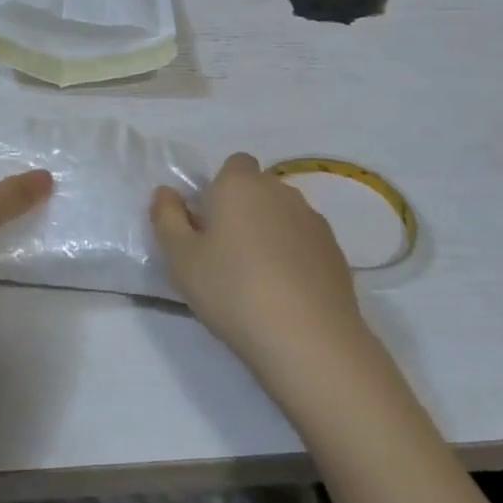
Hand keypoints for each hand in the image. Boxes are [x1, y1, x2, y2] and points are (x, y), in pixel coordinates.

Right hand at [152, 154, 369, 377]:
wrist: (308, 338)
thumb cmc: (232, 290)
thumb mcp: (181, 258)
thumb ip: (167, 218)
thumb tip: (166, 193)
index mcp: (240, 185)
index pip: (234, 164)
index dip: (220, 188)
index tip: (208, 223)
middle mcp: (280, 191)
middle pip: (258, 190)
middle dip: (243, 211)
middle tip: (224, 254)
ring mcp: (313, 221)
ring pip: (283, 216)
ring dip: (269, 234)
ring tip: (256, 279)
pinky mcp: (335, 252)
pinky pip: (305, 242)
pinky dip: (294, 257)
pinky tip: (285, 294)